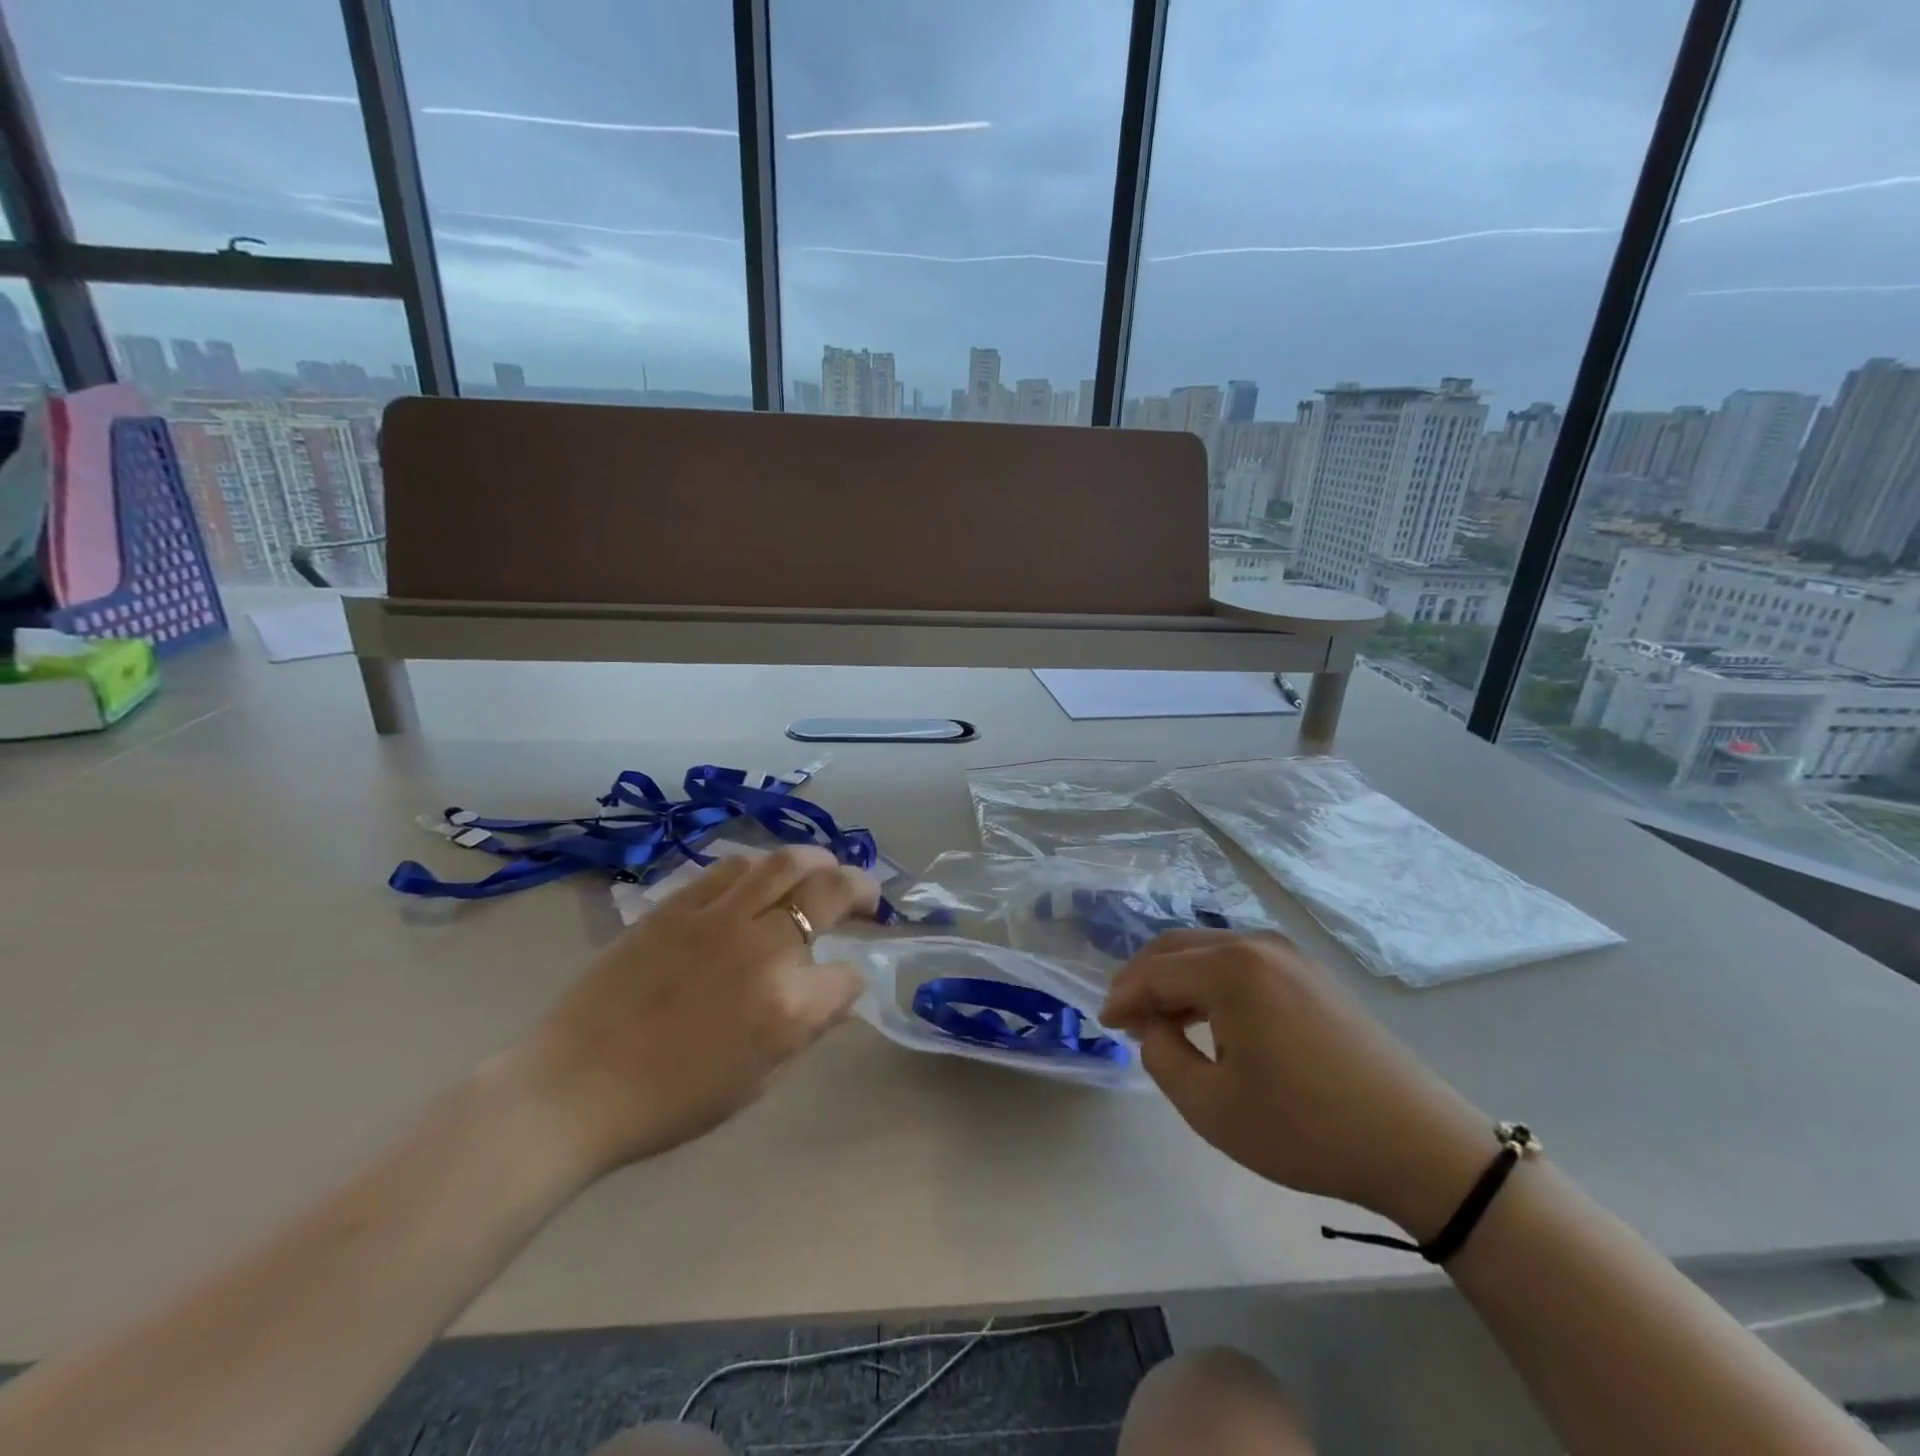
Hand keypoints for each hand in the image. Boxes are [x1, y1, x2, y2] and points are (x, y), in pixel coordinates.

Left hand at [503, 846, 879, 1180]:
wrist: (573, 1088)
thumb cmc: (669, 1102)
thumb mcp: (755, 1082)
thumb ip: (807, 1031)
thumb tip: (839, 994)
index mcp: (786, 1007)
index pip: (848, 976)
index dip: (852, 980)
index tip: (843, 984)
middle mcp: (763, 949)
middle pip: (831, 892)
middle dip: (862, 888)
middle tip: (866, 896)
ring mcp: (718, 918)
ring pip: (785, 862)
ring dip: (818, 861)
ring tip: (824, 869)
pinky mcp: (678, 904)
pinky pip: (732, 867)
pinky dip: (760, 867)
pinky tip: (763, 878)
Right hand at [1101, 930, 1497, 1238]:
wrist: (1416, 1144)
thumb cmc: (1304, 1127)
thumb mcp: (1210, 1105)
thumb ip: (1160, 1055)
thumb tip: (1152, 1026)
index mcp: (1229, 969)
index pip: (1154, 971)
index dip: (1122, 997)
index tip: (1104, 1025)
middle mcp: (1256, 945)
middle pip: (1178, 947)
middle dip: (1143, 978)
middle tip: (1125, 1017)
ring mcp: (1288, 955)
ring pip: (1209, 951)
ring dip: (1176, 978)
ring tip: (1161, 1020)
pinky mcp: (1310, 973)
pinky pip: (1240, 962)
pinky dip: (1210, 981)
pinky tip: (1208, 1016)